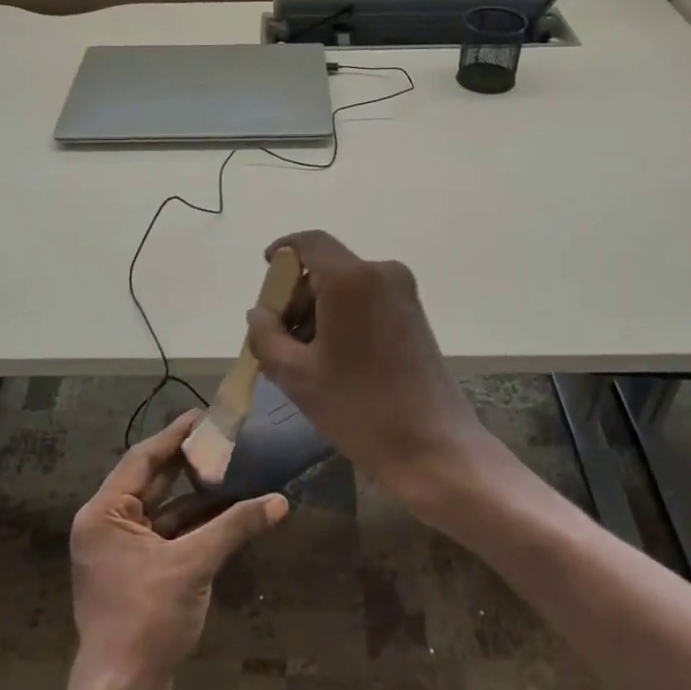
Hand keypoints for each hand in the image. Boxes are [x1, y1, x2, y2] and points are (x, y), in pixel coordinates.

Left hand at [69, 411, 286, 689]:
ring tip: (233, 467)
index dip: (175, 436)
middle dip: (188, 461)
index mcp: (104, 513)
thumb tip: (280, 502)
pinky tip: (228, 511)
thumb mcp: (193, 566)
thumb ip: (234, 527)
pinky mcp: (137, 572)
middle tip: (224, 437)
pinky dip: (195, 523)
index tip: (204, 415)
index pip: (142, 459)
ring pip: (163, 509)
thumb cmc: (146, 620)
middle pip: (152, 481)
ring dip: (196, 494)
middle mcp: (107, 524)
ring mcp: (121, 550)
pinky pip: (168, 534)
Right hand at [244, 231, 490, 513]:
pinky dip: (343, 317)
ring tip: (303, 357)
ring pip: (346, 286)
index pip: (309, 242)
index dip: (283, 251)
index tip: (265, 271)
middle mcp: (381, 273)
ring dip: (319, 310)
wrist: (432, 446)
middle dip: (297, 295)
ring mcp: (403, 293)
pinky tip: (332, 359)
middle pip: (326, 267)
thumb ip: (266, 336)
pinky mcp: (414, 314)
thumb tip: (258, 314)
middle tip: (278, 337)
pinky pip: (367, 300)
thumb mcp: (296, 375)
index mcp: (350, 279)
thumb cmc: (358, 408)